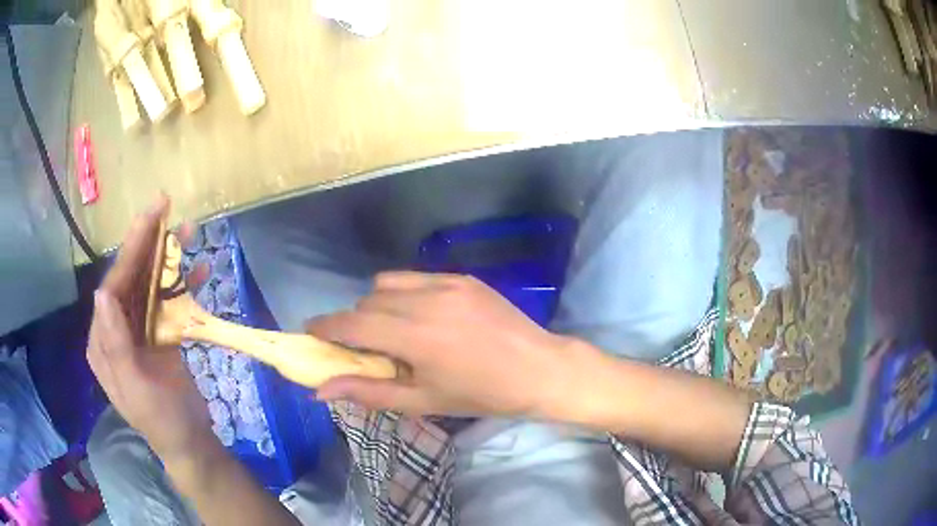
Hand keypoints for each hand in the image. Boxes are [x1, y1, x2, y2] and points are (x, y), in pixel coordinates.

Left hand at [87, 196, 213, 460]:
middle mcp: (117, 330)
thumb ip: (116, 345)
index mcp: (104, 342)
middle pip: (131, 278)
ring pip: (150, 285)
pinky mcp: (160, 335)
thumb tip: (103, 293)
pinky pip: (169, 302)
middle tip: (166, 206)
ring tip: (189, 232)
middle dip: (147, 243)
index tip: (150, 217)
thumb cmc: (161, 421)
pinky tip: (200, 270)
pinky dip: (183, 285)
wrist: (190, 443)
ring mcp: (140, 331)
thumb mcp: (135, 390)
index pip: (113, 287)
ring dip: (168, 258)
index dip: (129, 251)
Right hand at [306, 272, 592, 417]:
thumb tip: (321, 390)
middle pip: (367, 302)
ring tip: (395, 329)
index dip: (325, 326)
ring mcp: (447, 283)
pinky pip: (417, 277)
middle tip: (367, 347)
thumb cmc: (482, 394)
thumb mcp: (423, 400)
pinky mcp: (463, 277)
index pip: (352, 323)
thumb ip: (368, 392)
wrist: (539, 369)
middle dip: (356, 323)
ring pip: (388, 284)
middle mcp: (426, 300)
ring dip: (379, 304)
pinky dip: (406, 294)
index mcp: (415, 336)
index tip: (311, 332)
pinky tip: (424, 316)